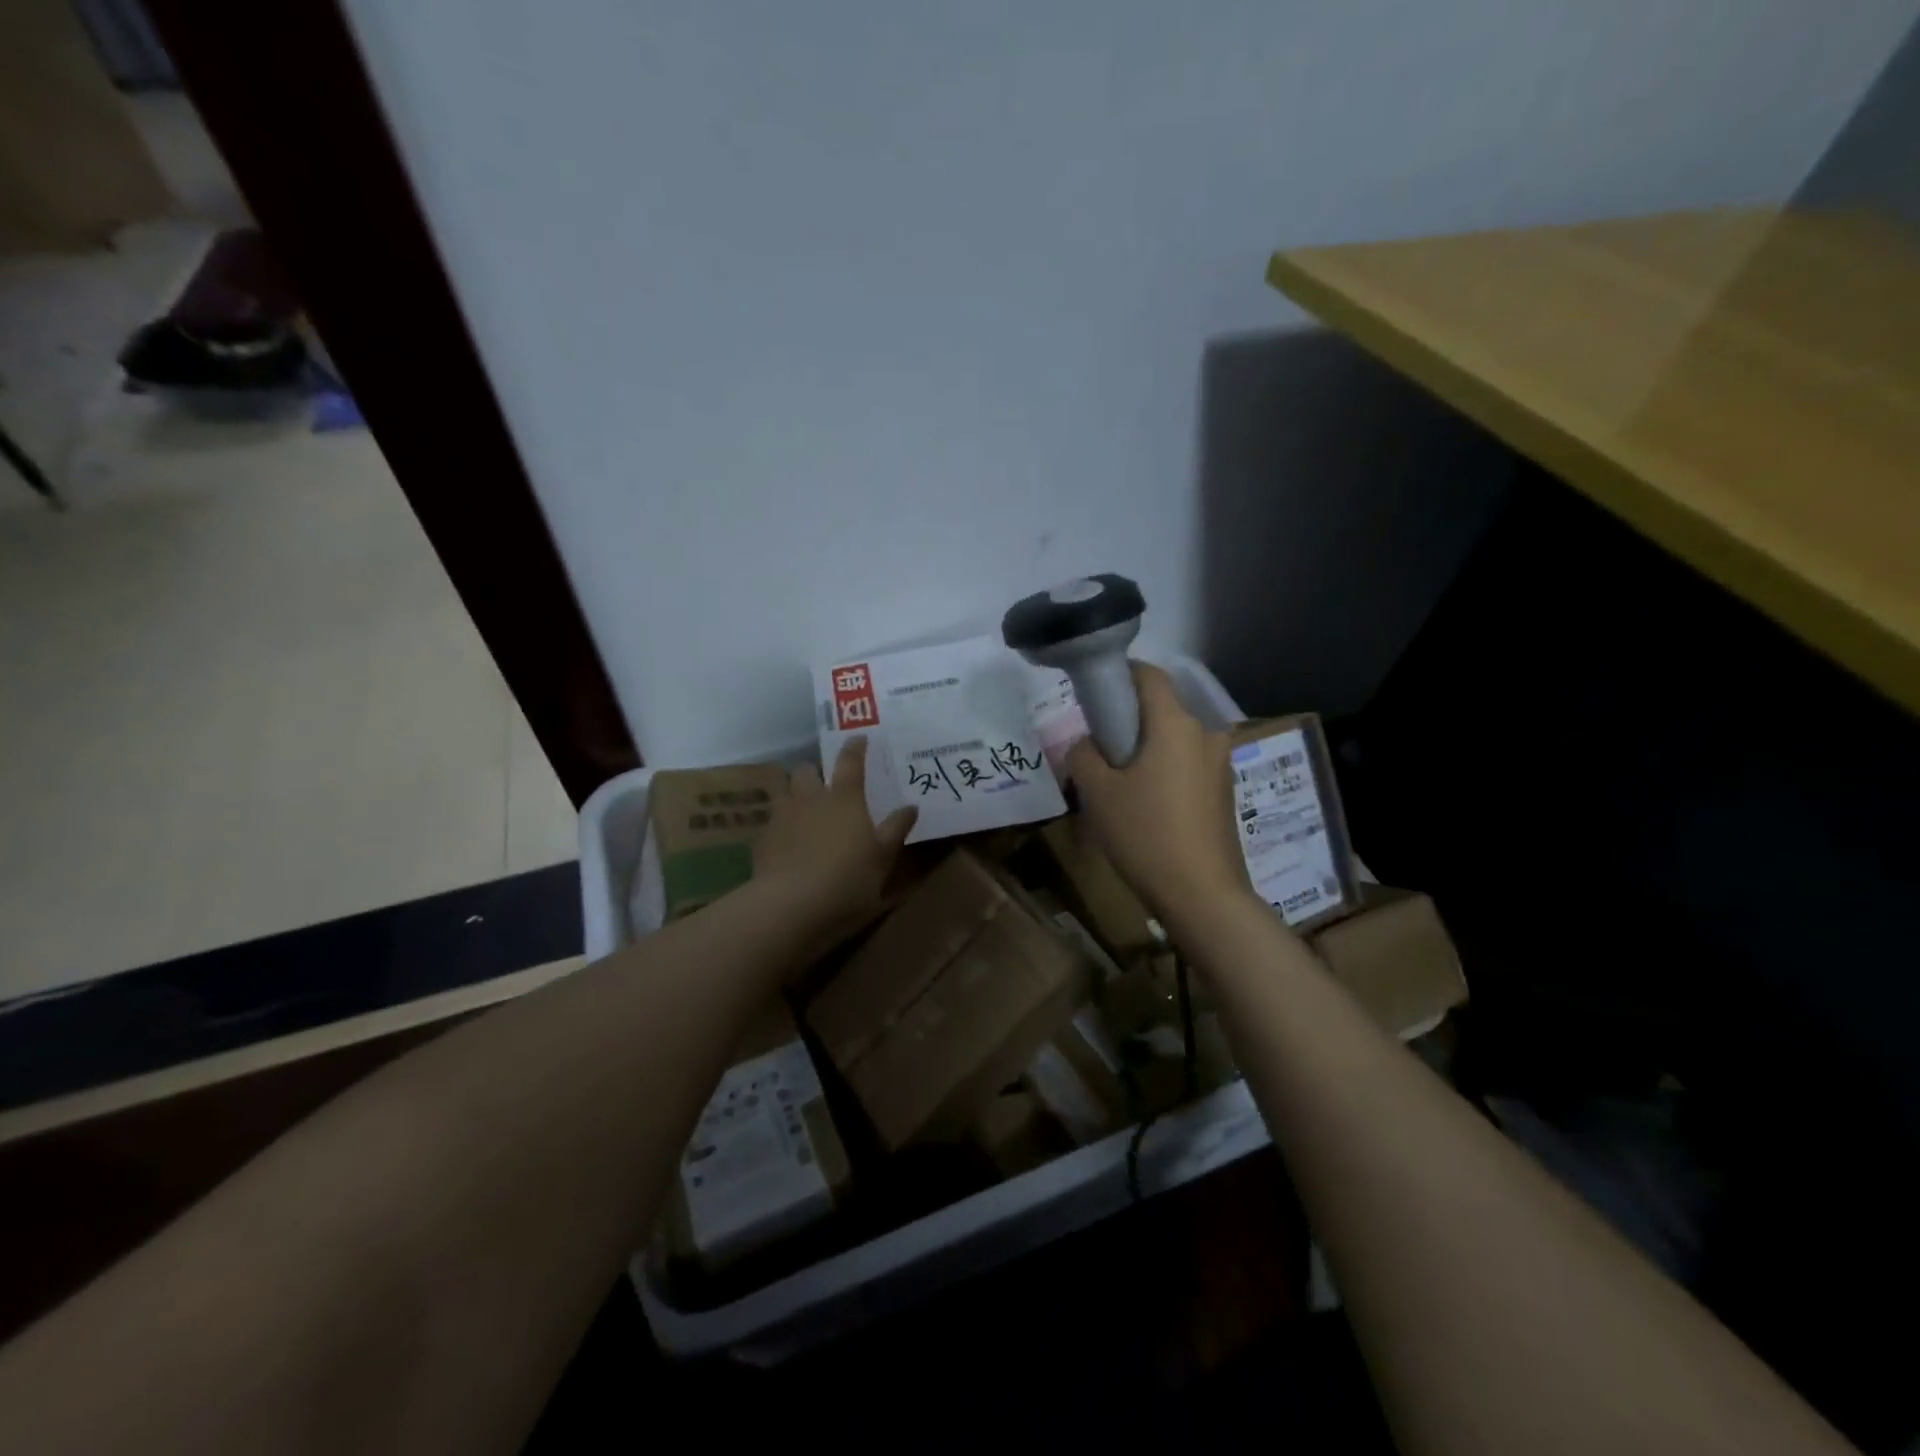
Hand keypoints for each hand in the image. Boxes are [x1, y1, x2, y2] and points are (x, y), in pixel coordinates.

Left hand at [754, 736, 916, 935]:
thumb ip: (896, 829)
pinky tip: (786, 842)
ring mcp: (782, 817)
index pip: (850, 761)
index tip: (858, 738)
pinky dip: (780, 825)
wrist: (792, 906)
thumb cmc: (848, 879)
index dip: (855, 747)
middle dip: (814, 772)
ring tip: (802, 809)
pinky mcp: (762, 840)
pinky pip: (771, 822)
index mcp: (844, 798)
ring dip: (792, 794)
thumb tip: (911, 807)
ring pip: (783, 792)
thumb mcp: (883, 858)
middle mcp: (810, 798)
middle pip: (806, 770)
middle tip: (824, 784)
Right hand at [1066, 663, 1253, 920]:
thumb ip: (1084, 754)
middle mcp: (1205, 733)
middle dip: (1130, 719)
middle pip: (1162, 707)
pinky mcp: (1224, 790)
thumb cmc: (1145, 833)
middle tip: (1100, 748)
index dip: (1120, 675)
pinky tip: (1148, 804)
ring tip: (1121, 782)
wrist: (1202, 894)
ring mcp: (1220, 762)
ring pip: (1175, 738)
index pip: (1149, 674)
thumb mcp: (1097, 792)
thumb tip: (1089, 743)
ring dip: (1148, 748)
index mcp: (1175, 723)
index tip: (1095, 695)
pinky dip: (1166, 769)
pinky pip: (1188, 763)